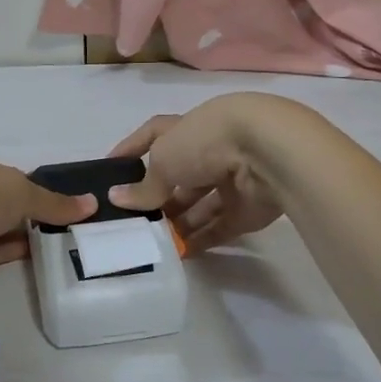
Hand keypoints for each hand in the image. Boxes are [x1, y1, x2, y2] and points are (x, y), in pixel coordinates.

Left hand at [0, 154, 95, 289]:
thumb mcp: (21, 190)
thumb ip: (54, 201)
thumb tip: (91, 205)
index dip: (24, 182)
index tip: (49, 196)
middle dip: (22, 209)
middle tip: (58, 219)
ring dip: (19, 231)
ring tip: (55, 238)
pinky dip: (12, 251)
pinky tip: (37, 253)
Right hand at [106, 94, 287, 252]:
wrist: (268, 154)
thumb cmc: (207, 142)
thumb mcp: (164, 161)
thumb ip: (144, 186)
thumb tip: (118, 198)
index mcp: (188, 128)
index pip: (153, 135)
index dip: (132, 148)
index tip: (112, 168)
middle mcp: (209, 151)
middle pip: (178, 176)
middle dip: (157, 197)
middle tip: (132, 220)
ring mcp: (231, 180)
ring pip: (199, 204)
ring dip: (177, 222)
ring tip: (153, 242)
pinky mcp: (247, 208)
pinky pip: (219, 226)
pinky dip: (201, 239)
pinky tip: (180, 254)